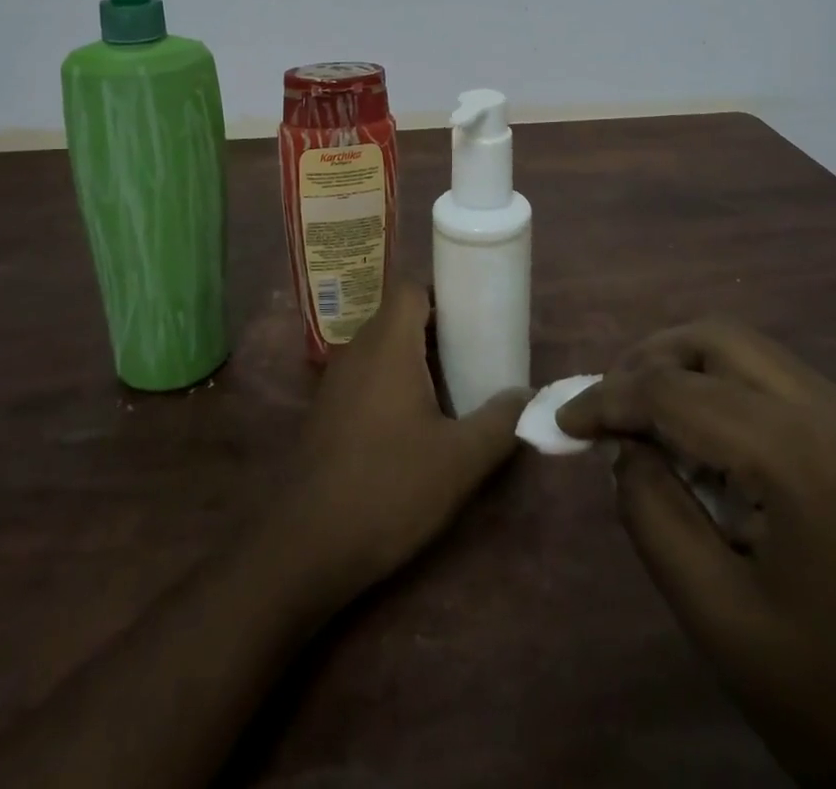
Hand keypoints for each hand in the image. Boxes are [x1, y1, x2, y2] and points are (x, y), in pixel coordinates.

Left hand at [265, 281, 527, 600]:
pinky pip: (365, 375)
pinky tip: (413, 424)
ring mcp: (335, 381)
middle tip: (474, 355)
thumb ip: (500, 422)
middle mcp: (357, 351)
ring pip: (381, 348)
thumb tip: (528, 396)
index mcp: (388, 345)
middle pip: (398, 317)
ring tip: (451, 388)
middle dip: (437, 329)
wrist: (306, 545)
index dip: (443, 294)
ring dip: (414, 358)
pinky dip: (392, 382)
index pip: (411, 289)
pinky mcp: (326, 411)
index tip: (475, 318)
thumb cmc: (389, 488)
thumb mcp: (460, 460)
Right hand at [557, 319, 835, 788]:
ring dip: (689, 370)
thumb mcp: (721, 620)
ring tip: (649, 420)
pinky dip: (729, 393)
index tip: (561, 422)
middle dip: (649, 359)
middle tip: (607, 405)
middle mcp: (833, 411)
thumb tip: (628, 450)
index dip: (605, 399)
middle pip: (716, 339)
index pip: (674, 390)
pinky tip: (712, 447)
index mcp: (796, 452)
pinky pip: (782, 386)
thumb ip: (654, 515)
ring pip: (751, 353)